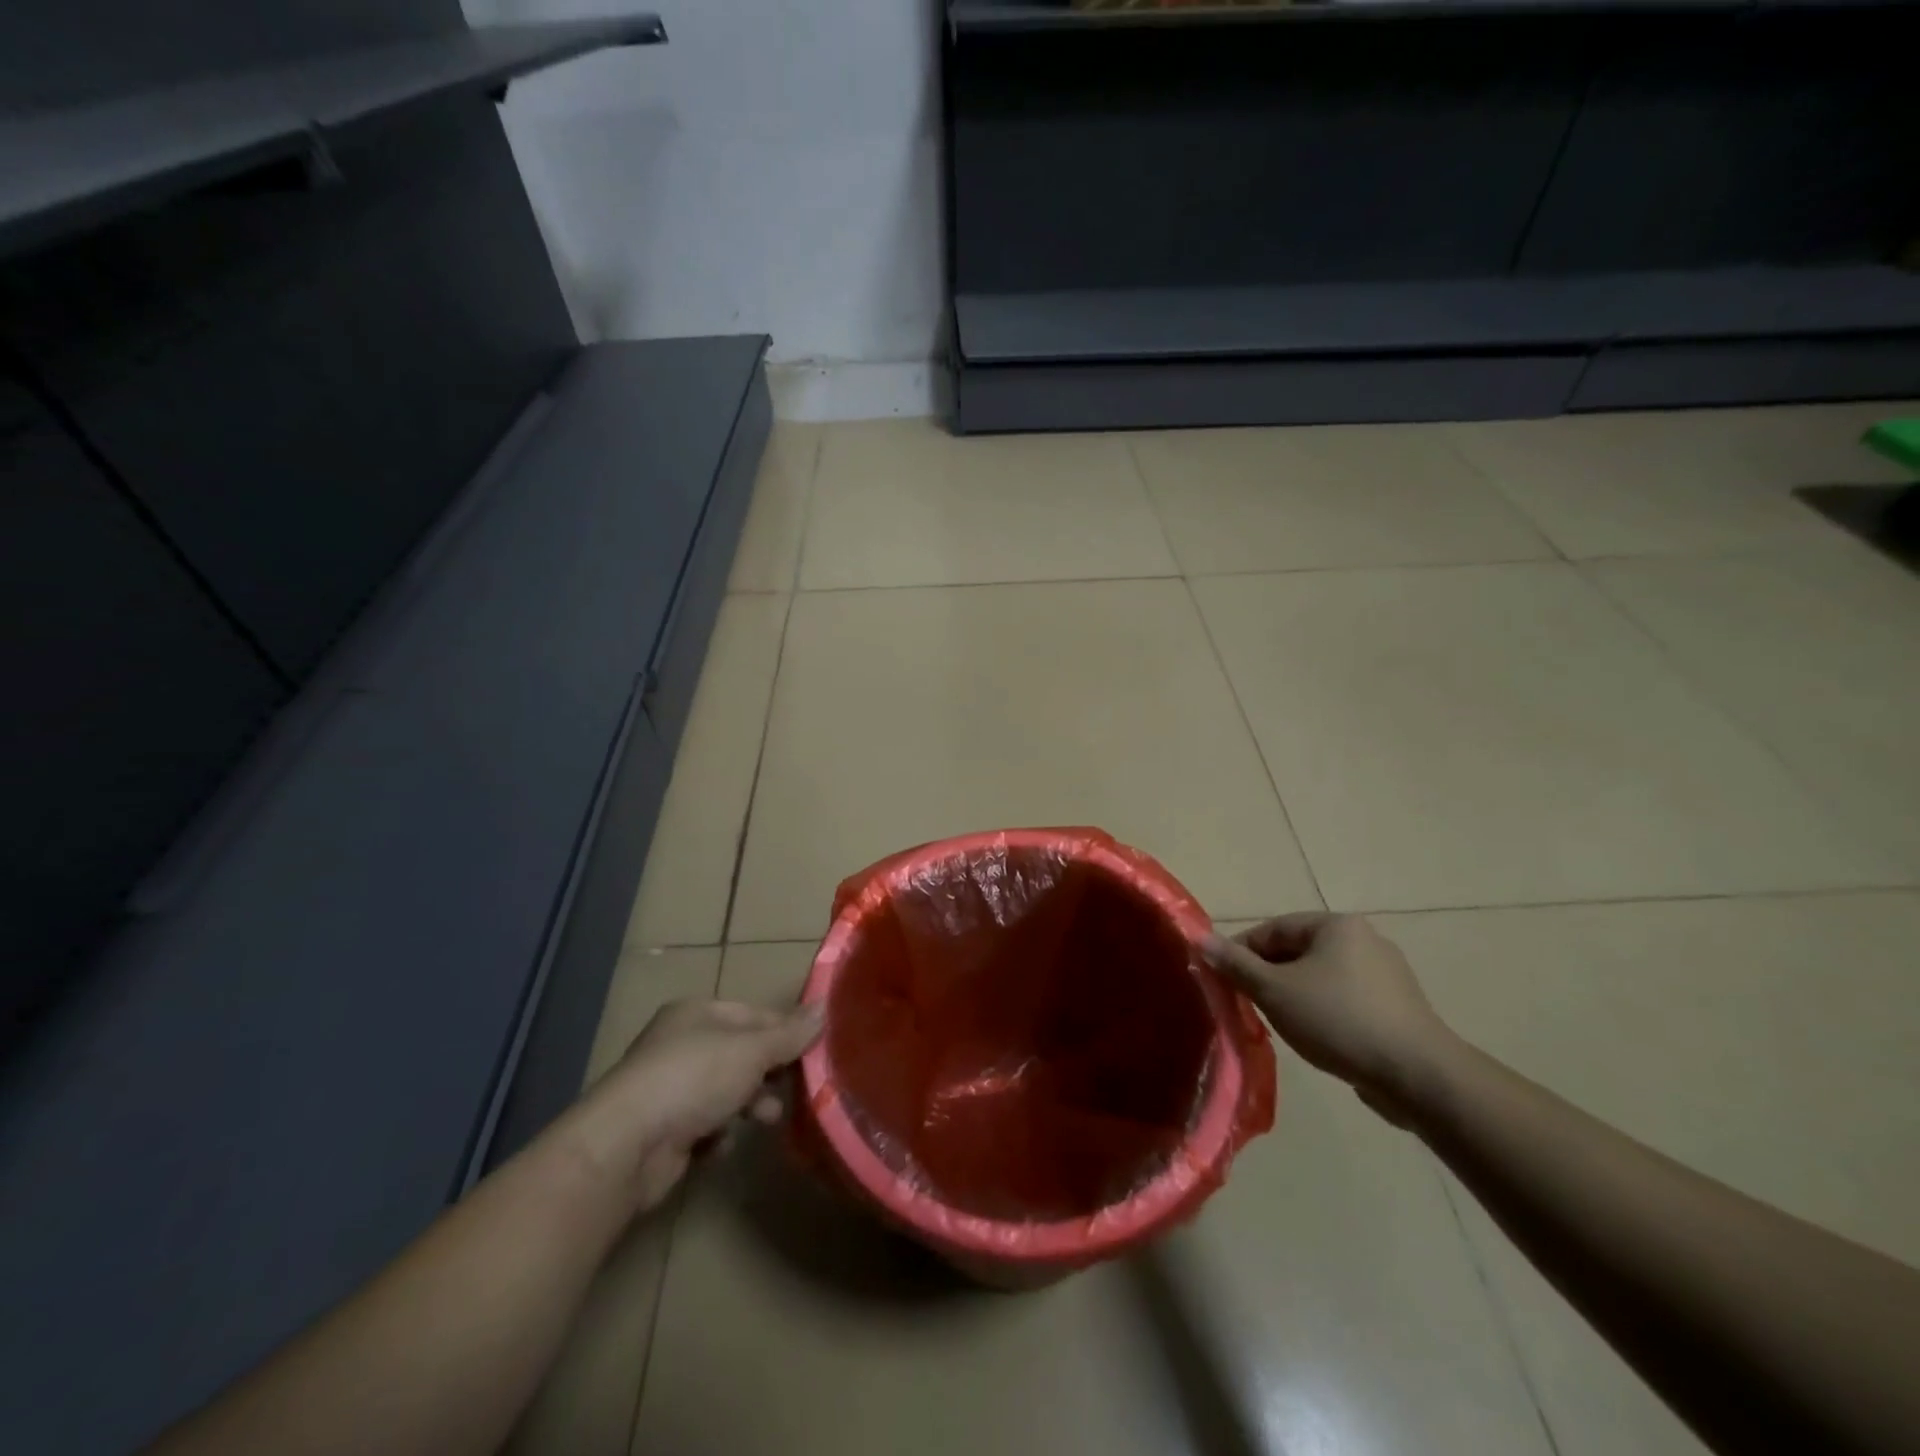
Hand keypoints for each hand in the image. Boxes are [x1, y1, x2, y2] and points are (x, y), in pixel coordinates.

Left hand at [570, 998, 823, 1211]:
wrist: (626, 1147)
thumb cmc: (693, 1079)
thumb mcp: (752, 1050)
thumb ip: (790, 1033)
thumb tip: (825, 1007)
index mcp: (697, 1012)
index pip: (755, 1014)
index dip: (787, 1031)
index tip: (816, 1051)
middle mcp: (681, 1043)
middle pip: (741, 1053)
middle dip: (769, 1072)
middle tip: (797, 1089)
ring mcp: (669, 1087)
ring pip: (725, 1090)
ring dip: (749, 1104)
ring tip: (766, 1120)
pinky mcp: (663, 1130)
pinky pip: (705, 1126)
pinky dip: (719, 1134)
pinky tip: (723, 1143)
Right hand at [1205, 914, 1453, 1122]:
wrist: (1418, 1076)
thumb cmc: (1338, 1020)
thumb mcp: (1275, 991)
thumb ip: (1236, 964)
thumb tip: (1200, 939)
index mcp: (1337, 925)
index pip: (1273, 929)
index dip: (1241, 952)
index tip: (1223, 980)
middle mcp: (1365, 940)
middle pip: (1298, 952)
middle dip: (1268, 976)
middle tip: (1248, 1004)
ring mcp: (1387, 975)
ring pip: (1321, 978)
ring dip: (1295, 995)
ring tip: (1280, 1025)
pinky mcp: (1399, 1008)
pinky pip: (1347, 1000)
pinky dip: (1324, 1012)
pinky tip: (1318, 1038)